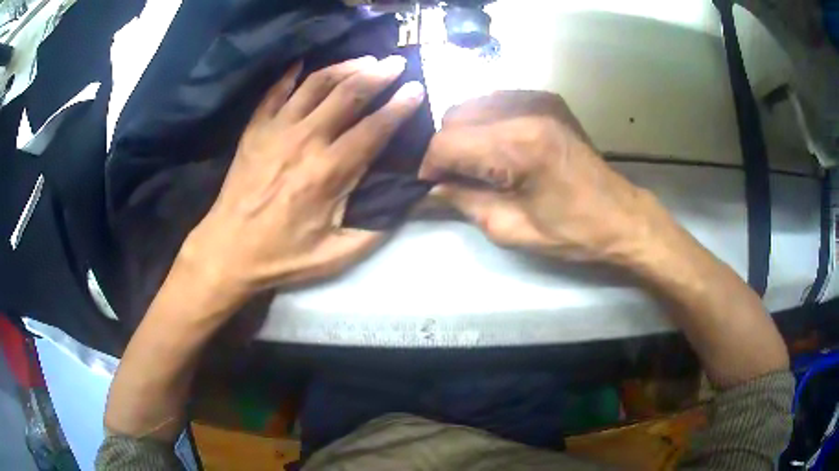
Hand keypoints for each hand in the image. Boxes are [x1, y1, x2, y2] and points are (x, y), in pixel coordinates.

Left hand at [181, 56, 425, 311]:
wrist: (228, 250)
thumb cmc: (284, 256)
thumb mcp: (337, 255)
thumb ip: (376, 227)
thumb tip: (408, 199)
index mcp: (329, 172)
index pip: (374, 128)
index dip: (400, 106)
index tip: (416, 89)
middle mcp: (305, 140)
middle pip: (348, 94)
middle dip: (378, 74)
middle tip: (396, 63)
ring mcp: (276, 130)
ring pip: (316, 85)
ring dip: (344, 67)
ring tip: (364, 60)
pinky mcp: (255, 129)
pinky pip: (275, 92)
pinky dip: (290, 74)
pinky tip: (303, 63)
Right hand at [420, 90, 662, 264]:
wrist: (621, 215)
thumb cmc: (571, 231)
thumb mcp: (511, 229)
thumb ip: (464, 201)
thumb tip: (432, 187)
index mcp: (519, 146)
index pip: (447, 142)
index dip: (430, 166)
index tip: (430, 186)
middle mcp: (525, 109)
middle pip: (455, 115)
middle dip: (446, 148)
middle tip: (455, 178)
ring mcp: (538, 98)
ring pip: (472, 104)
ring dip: (464, 133)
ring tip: (476, 163)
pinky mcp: (547, 99)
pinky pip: (496, 102)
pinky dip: (486, 123)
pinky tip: (497, 147)